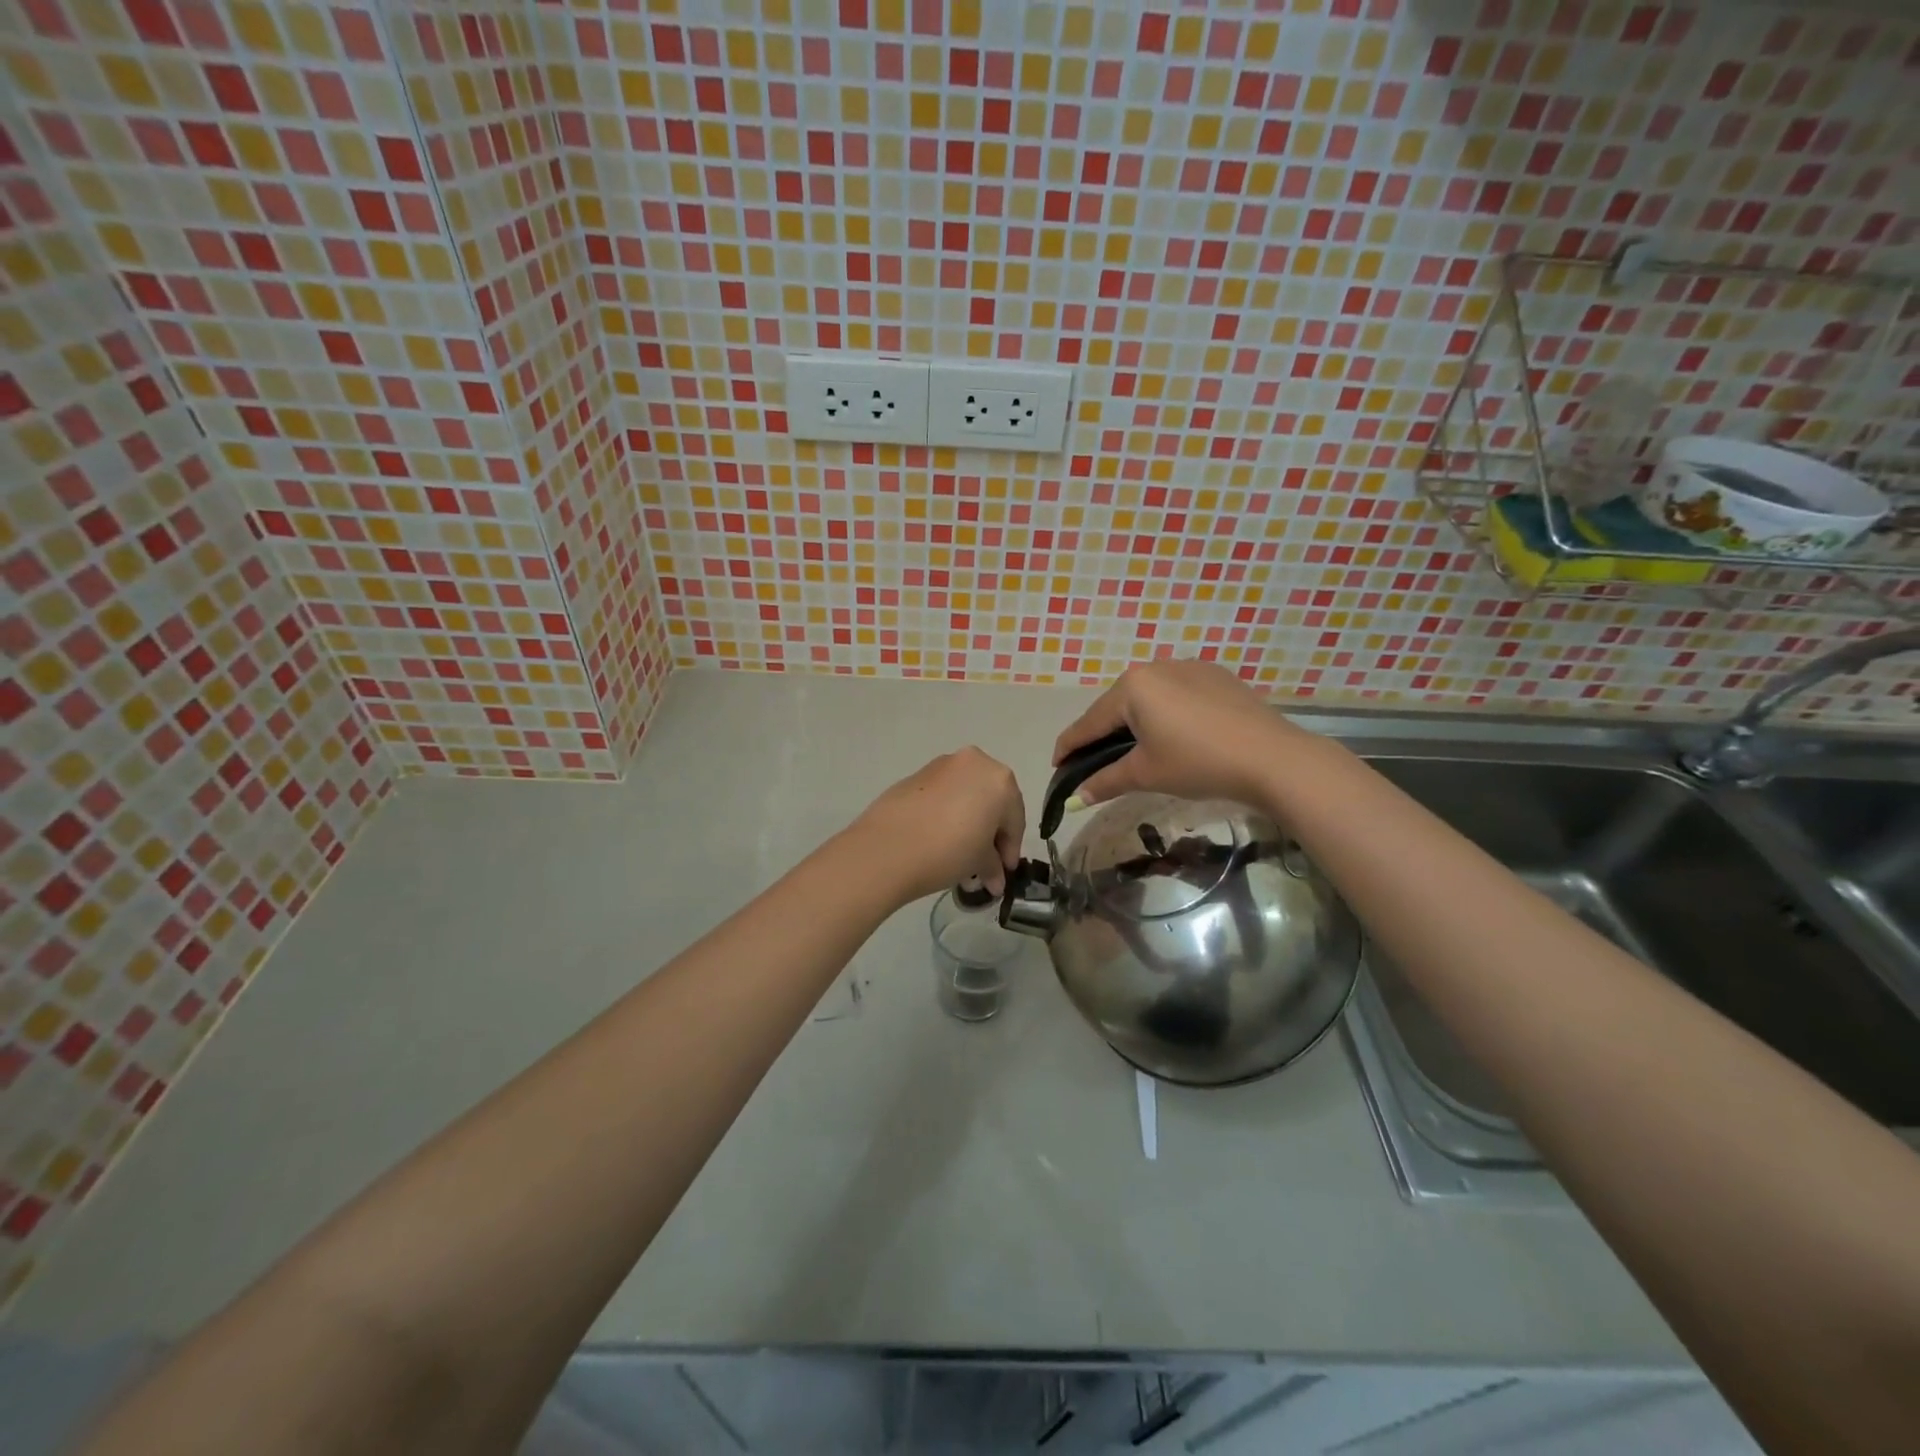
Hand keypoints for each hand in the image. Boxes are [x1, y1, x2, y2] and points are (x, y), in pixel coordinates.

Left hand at [842, 748, 1026, 903]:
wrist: (887, 847)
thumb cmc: (948, 851)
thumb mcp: (979, 862)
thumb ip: (993, 866)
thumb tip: (996, 879)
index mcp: (1000, 780)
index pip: (1015, 819)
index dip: (1011, 849)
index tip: (1006, 872)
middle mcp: (975, 763)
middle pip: (992, 801)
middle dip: (991, 832)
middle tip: (986, 863)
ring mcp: (943, 765)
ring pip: (967, 795)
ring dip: (969, 821)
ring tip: (960, 854)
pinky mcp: (916, 774)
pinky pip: (944, 794)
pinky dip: (948, 813)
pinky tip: (939, 838)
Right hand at [1052, 659, 1309, 808]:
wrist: (1272, 758)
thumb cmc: (1198, 763)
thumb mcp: (1146, 774)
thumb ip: (1105, 782)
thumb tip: (1075, 798)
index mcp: (1132, 686)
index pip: (1090, 721)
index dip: (1070, 746)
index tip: (1057, 764)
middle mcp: (1156, 667)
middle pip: (1117, 706)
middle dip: (1103, 734)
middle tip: (1096, 763)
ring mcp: (1189, 667)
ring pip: (1148, 698)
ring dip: (1135, 722)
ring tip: (1136, 750)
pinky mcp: (1216, 676)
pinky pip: (1177, 694)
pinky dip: (1166, 714)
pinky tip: (1176, 736)